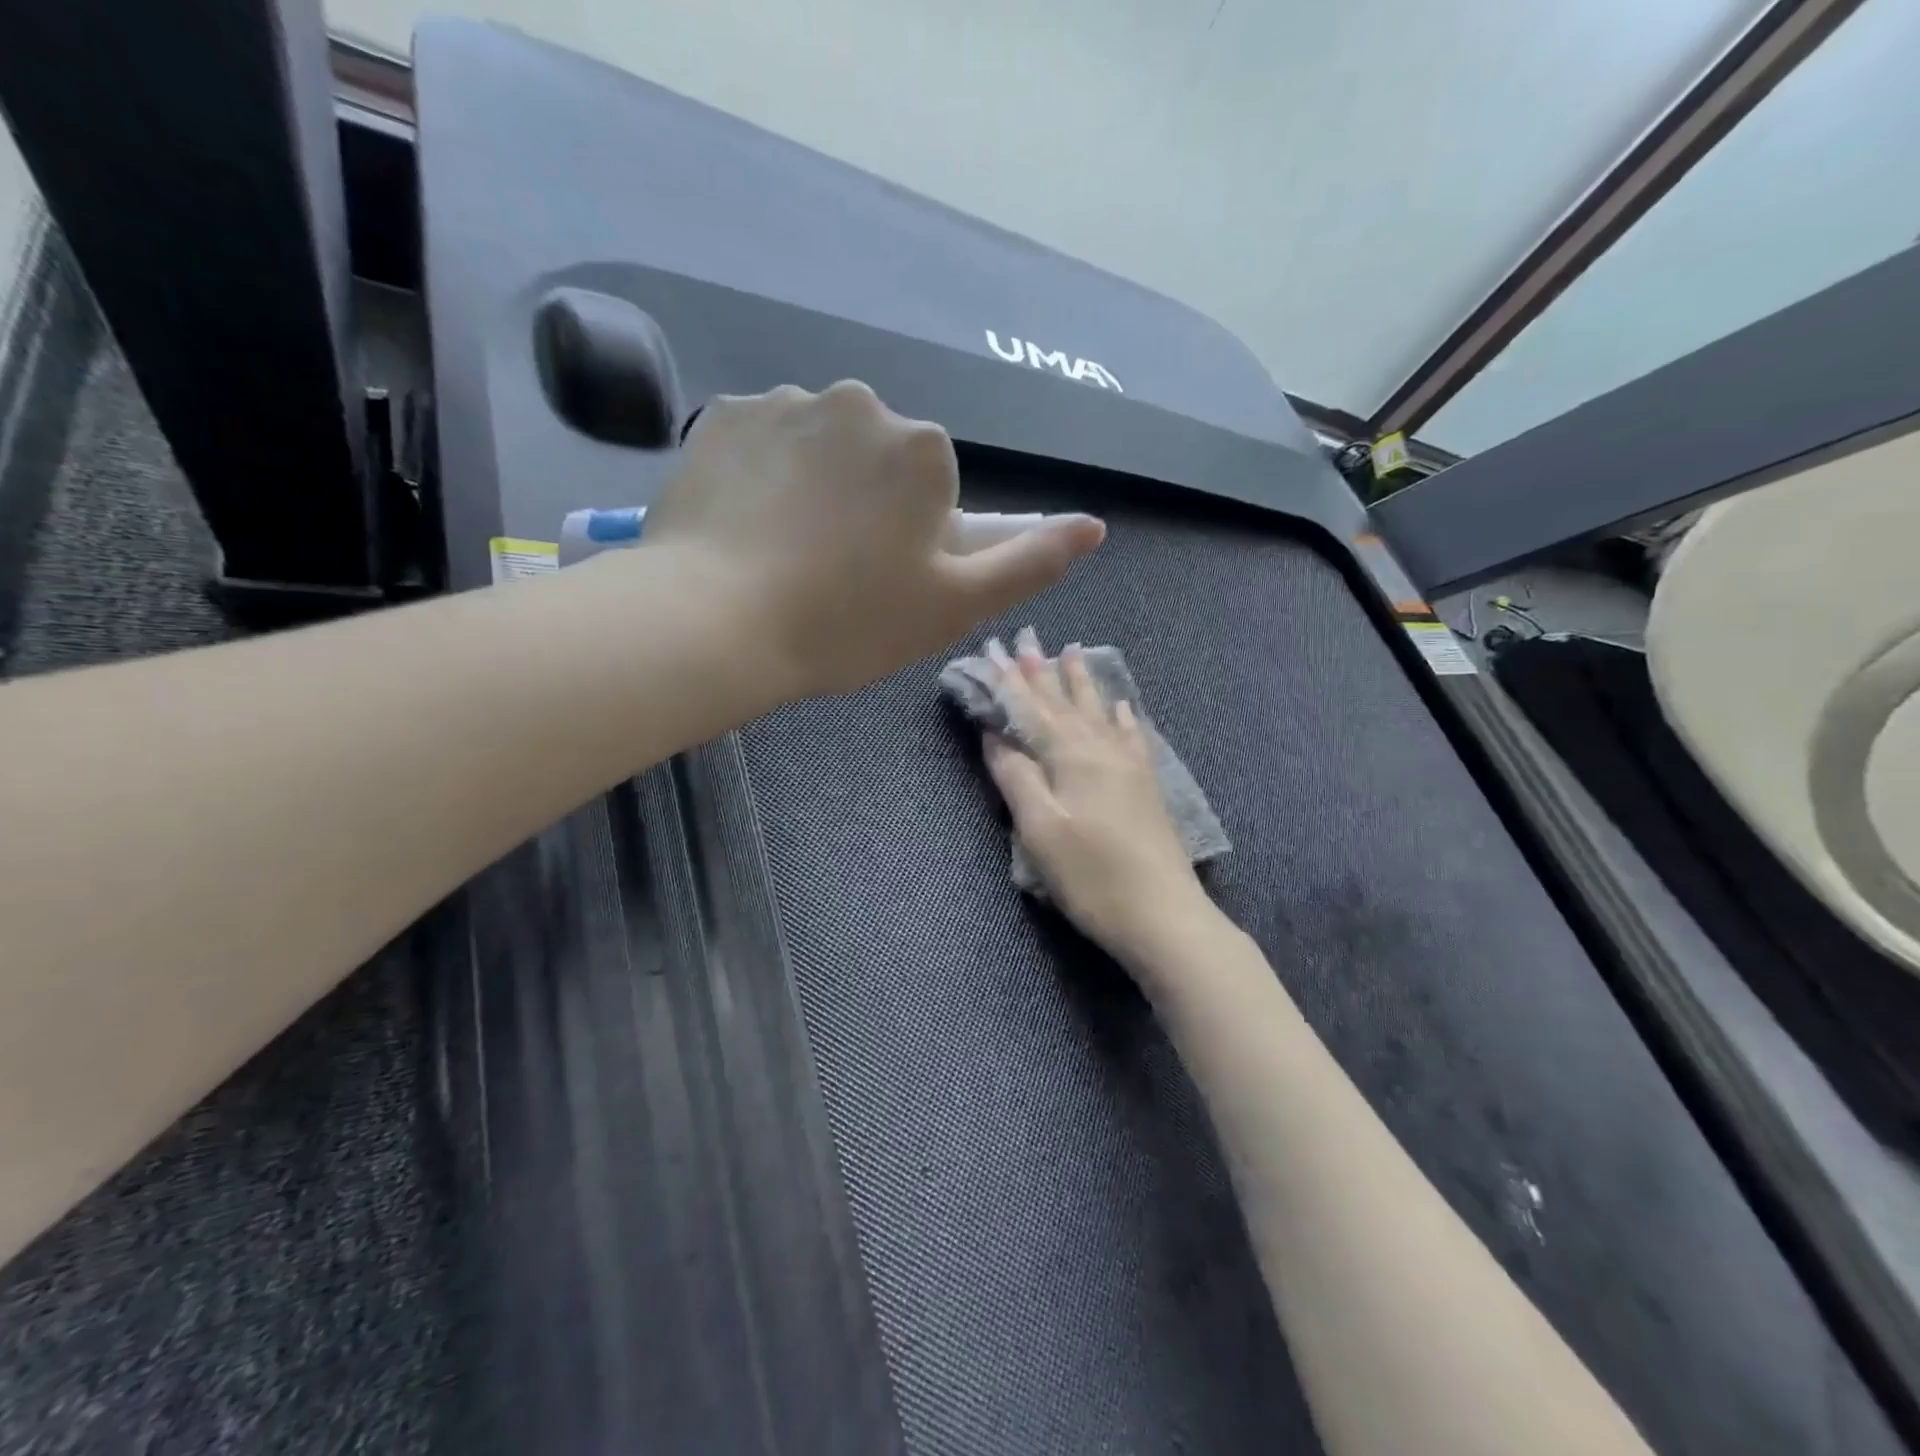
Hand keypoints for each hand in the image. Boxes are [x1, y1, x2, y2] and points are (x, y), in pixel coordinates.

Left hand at [642, 382, 1105, 699]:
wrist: (716, 623)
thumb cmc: (849, 622)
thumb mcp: (956, 606)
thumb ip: (1030, 561)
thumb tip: (1093, 525)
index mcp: (922, 447)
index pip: (932, 489)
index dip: (911, 541)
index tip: (878, 584)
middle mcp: (859, 402)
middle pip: (877, 460)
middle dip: (866, 506)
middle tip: (831, 575)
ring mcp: (785, 401)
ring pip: (819, 448)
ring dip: (813, 488)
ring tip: (782, 556)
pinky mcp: (722, 414)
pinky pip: (763, 441)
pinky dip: (762, 476)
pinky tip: (745, 527)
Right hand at [980, 630, 1214, 970]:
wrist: (1164, 915)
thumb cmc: (1091, 876)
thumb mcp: (1040, 829)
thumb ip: (1015, 776)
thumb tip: (994, 733)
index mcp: (1070, 756)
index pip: (1030, 707)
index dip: (1008, 679)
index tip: (990, 648)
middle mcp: (1100, 749)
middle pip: (1064, 702)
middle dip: (1041, 670)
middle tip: (1025, 637)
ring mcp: (1128, 765)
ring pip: (1098, 711)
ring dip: (1081, 682)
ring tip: (1071, 651)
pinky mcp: (1145, 785)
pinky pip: (1130, 735)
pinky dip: (1120, 716)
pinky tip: (1121, 705)